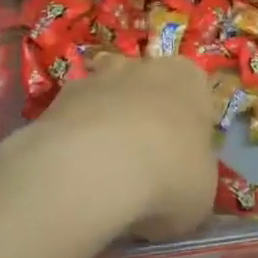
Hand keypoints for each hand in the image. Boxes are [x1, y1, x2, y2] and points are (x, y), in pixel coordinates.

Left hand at [0, 53, 216, 243]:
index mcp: (188, 79)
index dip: (187, 128)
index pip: (194, 94)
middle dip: (143, 120)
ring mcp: (95, 78)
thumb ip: (193, 176)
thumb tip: (178, 186)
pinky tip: (73, 178)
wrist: (95, 169)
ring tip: (102, 176)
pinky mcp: (54, 99)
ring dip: (104, 128)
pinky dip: (71, 144)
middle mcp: (143, 67)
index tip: (180, 160)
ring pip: (104, 101)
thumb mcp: (202, 191)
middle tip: (142, 168)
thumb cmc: (169, 175)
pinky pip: (71, 122)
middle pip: (146, 91)